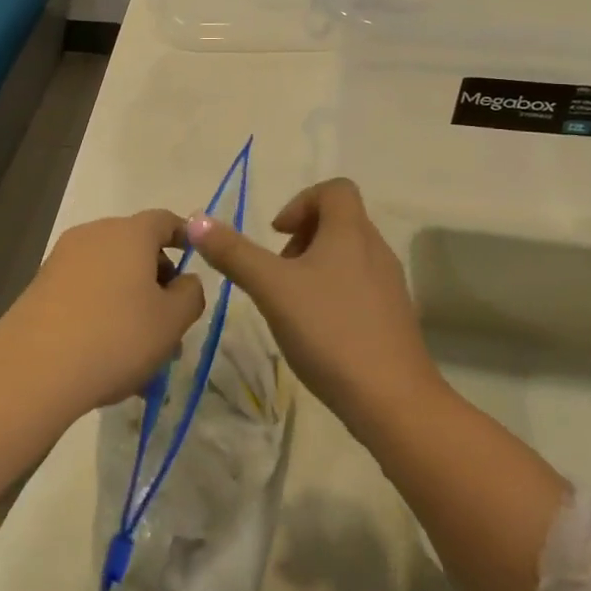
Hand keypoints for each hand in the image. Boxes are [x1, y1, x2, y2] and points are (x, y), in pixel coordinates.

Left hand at [0, 209, 205, 422]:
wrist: (33, 369)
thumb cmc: (116, 337)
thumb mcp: (171, 322)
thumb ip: (190, 294)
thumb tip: (184, 281)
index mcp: (130, 233)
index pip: (165, 220)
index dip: (185, 236)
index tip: (196, 258)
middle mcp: (95, 234)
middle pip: (136, 247)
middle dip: (157, 280)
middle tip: (171, 322)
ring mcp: (63, 258)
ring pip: (110, 274)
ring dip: (130, 302)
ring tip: (142, 353)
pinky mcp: (41, 285)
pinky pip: (85, 290)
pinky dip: (102, 311)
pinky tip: (108, 355)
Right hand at [187, 178, 440, 435]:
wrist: (393, 401)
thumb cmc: (330, 331)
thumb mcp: (272, 289)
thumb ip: (234, 254)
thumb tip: (196, 220)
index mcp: (350, 232)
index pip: (335, 189)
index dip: (301, 201)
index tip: (276, 234)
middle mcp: (375, 249)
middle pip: (339, 221)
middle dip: (302, 237)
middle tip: (278, 271)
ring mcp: (389, 284)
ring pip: (348, 254)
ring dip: (316, 265)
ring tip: (292, 301)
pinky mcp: (393, 316)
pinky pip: (360, 285)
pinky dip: (334, 291)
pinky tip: (316, 329)